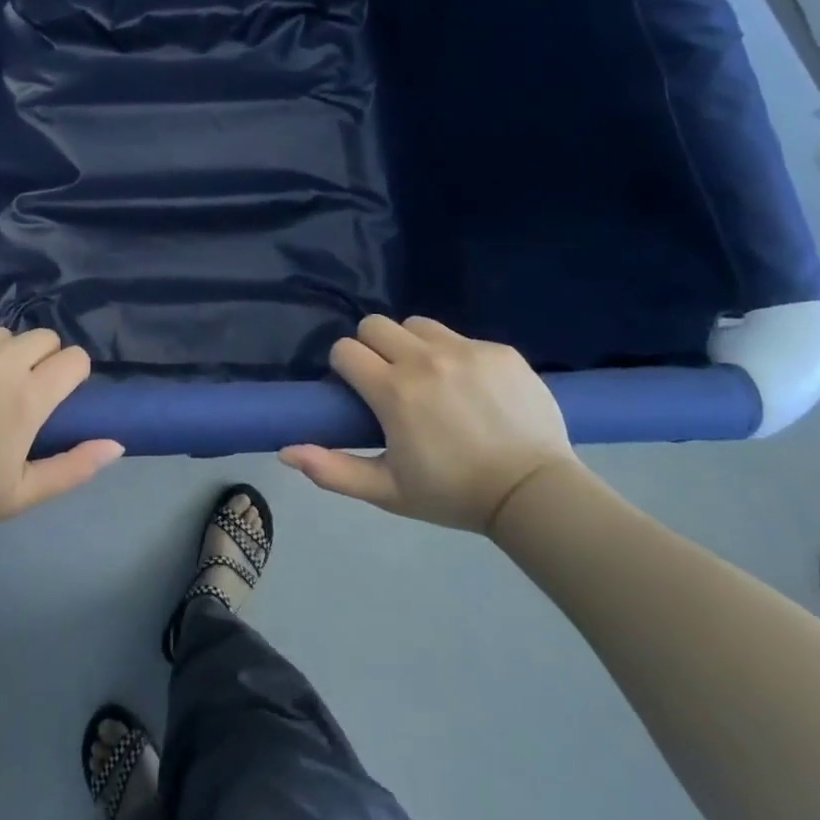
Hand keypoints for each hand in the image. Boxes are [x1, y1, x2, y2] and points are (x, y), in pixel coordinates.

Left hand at [0, 328, 117, 532]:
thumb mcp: (21, 494)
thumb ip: (75, 467)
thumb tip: (117, 443)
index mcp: (27, 397)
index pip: (74, 358)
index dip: (72, 374)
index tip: (56, 395)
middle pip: (43, 337)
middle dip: (42, 359)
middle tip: (21, 391)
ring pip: (0, 334)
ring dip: (3, 354)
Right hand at [281, 315, 577, 534]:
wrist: (534, 494)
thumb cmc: (452, 495)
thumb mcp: (387, 491)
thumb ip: (332, 470)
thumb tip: (285, 451)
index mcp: (394, 391)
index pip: (345, 349)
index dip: (345, 367)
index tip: (359, 391)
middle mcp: (425, 360)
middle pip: (374, 324)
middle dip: (372, 347)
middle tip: (389, 380)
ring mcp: (466, 351)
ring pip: (417, 324)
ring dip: (412, 345)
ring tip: (429, 378)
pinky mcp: (499, 351)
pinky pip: (460, 337)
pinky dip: (455, 355)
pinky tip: (471, 388)